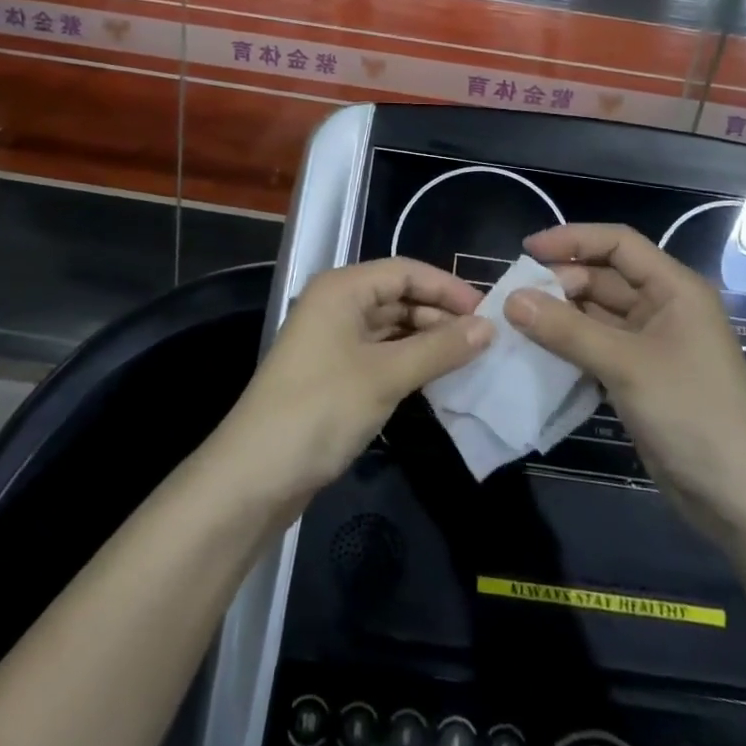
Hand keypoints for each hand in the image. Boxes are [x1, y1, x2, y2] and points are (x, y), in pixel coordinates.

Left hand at [221, 258, 493, 502]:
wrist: (256, 475)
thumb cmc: (321, 409)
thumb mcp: (386, 375)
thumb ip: (439, 348)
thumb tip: (489, 327)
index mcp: (342, 288)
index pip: (405, 271)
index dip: (447, 287)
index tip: (489, 312)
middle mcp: (336, 305)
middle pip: (397, 296)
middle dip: (440, 314)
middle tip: (484, 339)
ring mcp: (332, 340)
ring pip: (390, 327)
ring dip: (427, 339)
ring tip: (469, 358)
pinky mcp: (333, 373)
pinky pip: (380, 353)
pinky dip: (409, 361)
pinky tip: (437, 377)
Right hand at [507, 224, 745, 541]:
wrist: (742, 500)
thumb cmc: (693, 414)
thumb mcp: (627, 365)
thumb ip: (567, 330)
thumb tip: (511, 300)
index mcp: (673, 288)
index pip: (617, 243)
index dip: (572, 239)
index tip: (526, 250)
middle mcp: (663, 308)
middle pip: (603, 278)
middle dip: (560, 282)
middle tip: (514, 298)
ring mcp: (651, 345)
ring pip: (596, 315)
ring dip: (559, 317)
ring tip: (514, 323)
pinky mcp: (640, 378)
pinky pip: (596, 348)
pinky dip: (568, 347)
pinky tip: (536, 354)